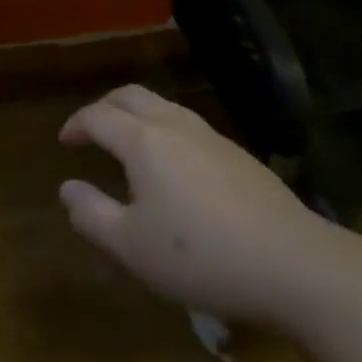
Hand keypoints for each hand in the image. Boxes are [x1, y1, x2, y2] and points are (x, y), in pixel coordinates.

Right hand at [58, 85, 360, 331]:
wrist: (297, 266)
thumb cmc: (202, 257)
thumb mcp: (133, 248)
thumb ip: (92, 215)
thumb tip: (67, 188)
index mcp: (142, 140)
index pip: (97, 116)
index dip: (76, 125)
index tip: (65, 142)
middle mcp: (173, 124)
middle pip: (129, 96)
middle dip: (104, 107)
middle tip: (91, 132)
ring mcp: (210, 135)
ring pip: (161, 106)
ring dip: (135, 116)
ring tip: (128, 146)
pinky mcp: (238, 154)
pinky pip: (187, 125)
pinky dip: (164, 131)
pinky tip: (174, 167)